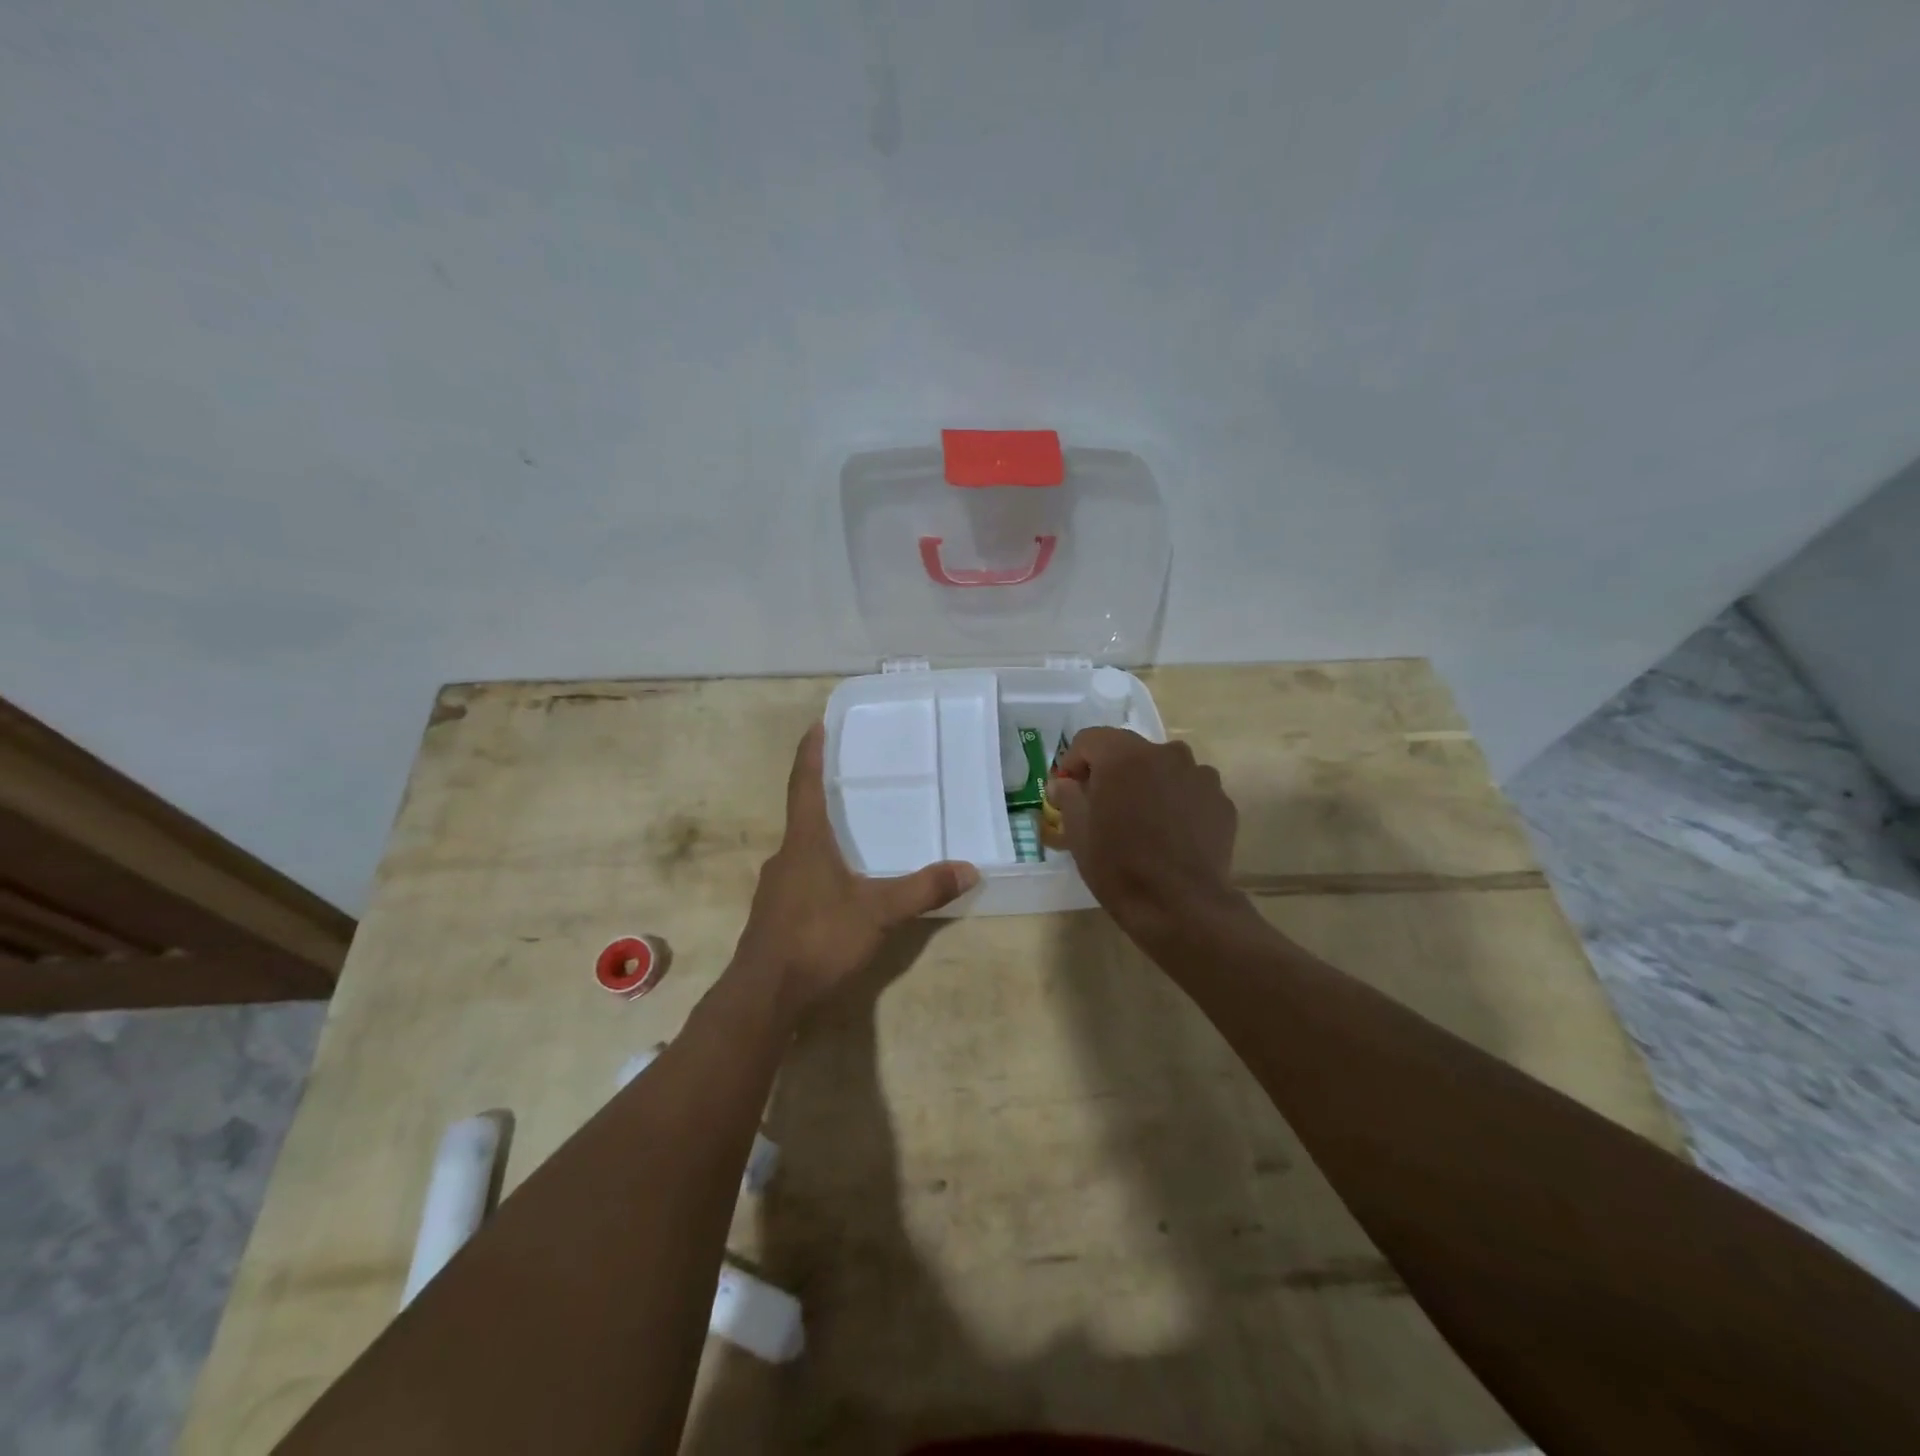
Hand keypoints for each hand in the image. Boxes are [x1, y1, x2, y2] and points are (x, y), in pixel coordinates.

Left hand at [734, 723, 978, 1015]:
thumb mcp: (878, 912)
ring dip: (824, 838)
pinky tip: (841, 889)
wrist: (764, 996)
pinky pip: (801, 879)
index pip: (805, 785)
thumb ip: (923, 890)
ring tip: (854, 838)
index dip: (811, 753)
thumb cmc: (818, 939)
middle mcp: (785, 857)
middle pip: (803, 816)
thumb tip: (969, 869)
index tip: (816, 724)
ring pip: (802, 851)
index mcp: (805, 843)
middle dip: (825, 798)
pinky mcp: (774, 915)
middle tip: (853, 784)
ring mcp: (775, 888)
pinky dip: (821, 871)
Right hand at [1049, 727, 1239, 931]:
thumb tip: (1063, 782)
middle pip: (1130, 750)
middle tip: (1103, 805)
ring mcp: (1199, 775)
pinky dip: (1177, 802)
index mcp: (1124, 756)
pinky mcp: (1222, 801)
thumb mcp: (1078, 833)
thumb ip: (1068, 797)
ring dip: (1148, 784)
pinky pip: (1190, 791)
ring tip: (1142, 820)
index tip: (1068, 788)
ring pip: (1164, 768)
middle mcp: (1165, 753)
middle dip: (1112, 771)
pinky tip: (1171, 834)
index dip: (1073, 761)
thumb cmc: (1119, 866)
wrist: (1181, 906)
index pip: (1090, 739)